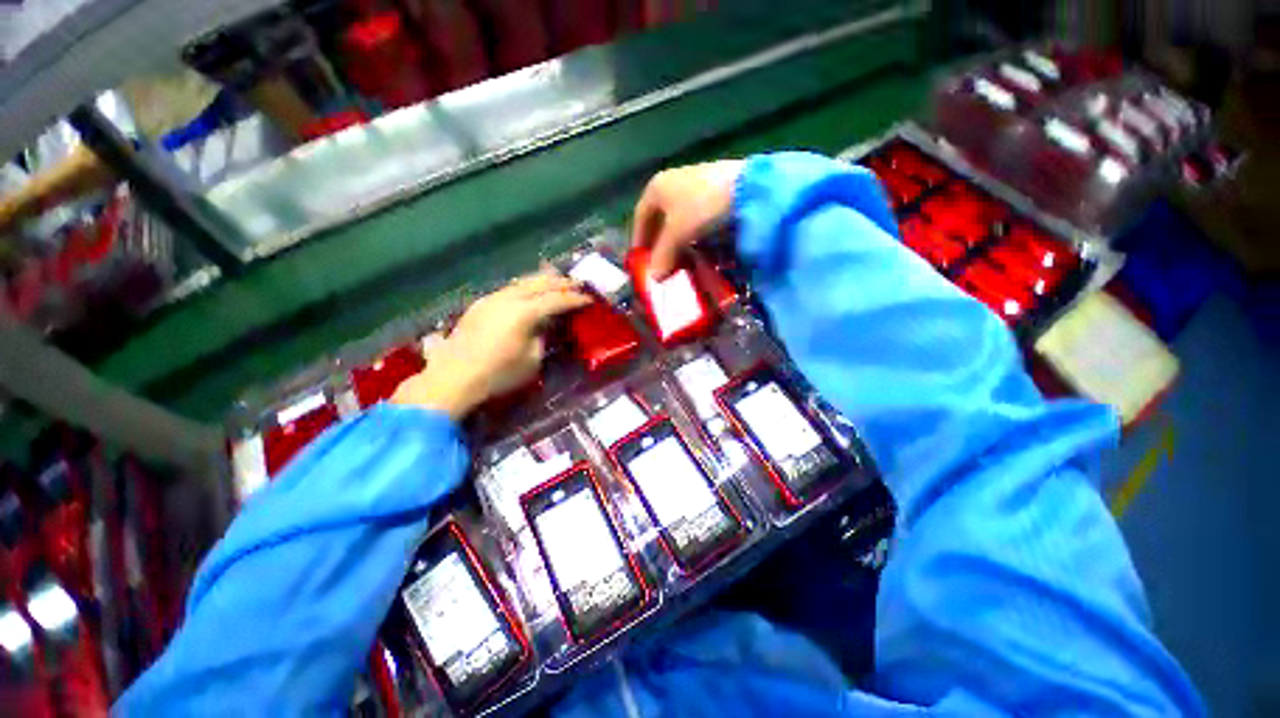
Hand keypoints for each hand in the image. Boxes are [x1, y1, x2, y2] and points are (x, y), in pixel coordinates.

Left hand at [393, 273, 590, 419]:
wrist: (453, 377)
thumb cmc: (498, 374)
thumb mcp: (532, 360)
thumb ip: (543, 337)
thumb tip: (545, 325)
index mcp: (524, 313)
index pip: (557, 300)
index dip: (575, 299)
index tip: (589, 299)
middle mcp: (508, 299)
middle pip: (540, 283)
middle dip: (561, 283)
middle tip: (578, 285)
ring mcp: (492, 299)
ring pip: (522, 282)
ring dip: (542, 281)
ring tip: (557, 281)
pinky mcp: (480, 304)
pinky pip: (509, 289)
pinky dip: (525, 287)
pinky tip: (530, 292)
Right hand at [631, 160, 742, 278]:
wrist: (747, 188)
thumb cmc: (700, 208)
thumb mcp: (677, 234)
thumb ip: (662, 256)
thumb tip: (654, 278)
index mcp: (657, 187)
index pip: (640, 217)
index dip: (638, 239)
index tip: (639, 259)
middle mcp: (672, 181)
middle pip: (659, 218)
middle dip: (658, 242)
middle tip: (660, 263)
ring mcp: (694, 184)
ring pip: (678, 218)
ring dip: (676, 240)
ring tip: (679, 259)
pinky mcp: (714, 190)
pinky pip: (695, 216)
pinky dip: (692, 233)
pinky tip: (698, 246)